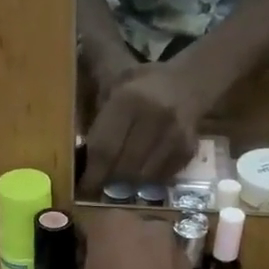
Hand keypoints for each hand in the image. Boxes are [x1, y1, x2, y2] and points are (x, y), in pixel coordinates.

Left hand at [80, 61, 208, 195]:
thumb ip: (97, 116)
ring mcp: (174, 136)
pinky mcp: (188, 151)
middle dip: (109, 179)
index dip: (92, 173)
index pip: (105, 148)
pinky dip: (148, 179)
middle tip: (101, 180)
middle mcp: (154, 117)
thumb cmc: (141, 86)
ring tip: (121, 174)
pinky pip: (161, 178)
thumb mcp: (113, 86)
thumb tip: (79, 155)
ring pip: (143, 177)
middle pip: (123, 167)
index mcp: (129, 99)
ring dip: (129, 182)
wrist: (189, 84)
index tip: (84, 185)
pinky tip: (143, 167)